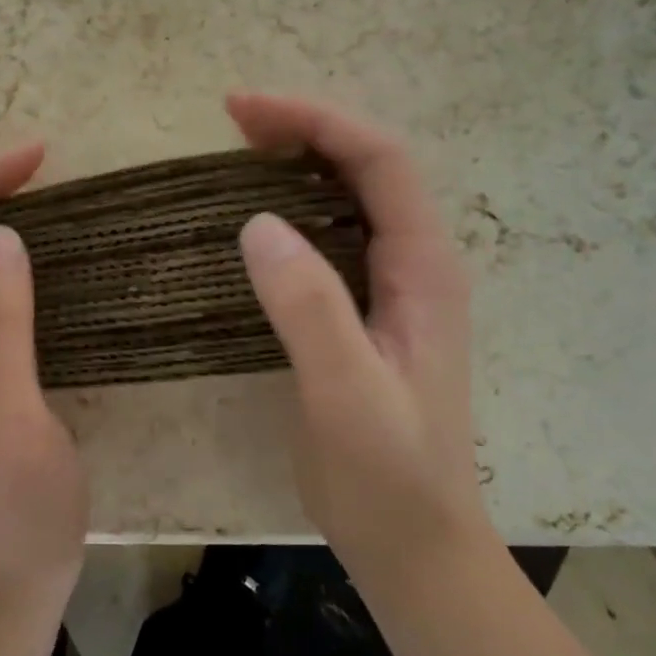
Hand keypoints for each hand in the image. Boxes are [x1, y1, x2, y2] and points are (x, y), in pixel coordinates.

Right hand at [228, 93, 491, 577]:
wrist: (414, 545)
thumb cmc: (387, 476)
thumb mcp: (346, 394)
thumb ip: (310, 307)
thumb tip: (257, 221)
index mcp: (423, 269)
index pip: (379, 161)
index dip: (315, 121)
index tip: (242, 110)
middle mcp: (414, 264)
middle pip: (367, 166)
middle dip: (304, 128)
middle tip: (232, 119)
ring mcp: (390, 287)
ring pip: (349, 195)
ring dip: (298, 160)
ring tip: (238, 149)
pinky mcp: (363, 311)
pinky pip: (330, 234)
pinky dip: (292, 205)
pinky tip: (254, 215)